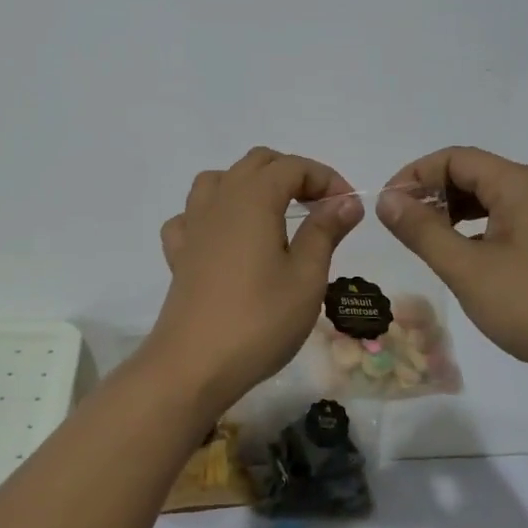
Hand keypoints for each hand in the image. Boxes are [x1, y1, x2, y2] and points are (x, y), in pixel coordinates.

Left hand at [145, 148, 363, 413]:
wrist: (193, 364)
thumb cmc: (259, 320)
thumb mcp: (306, 277)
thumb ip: (325, 231)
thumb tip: (345, 201)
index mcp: (254, 198)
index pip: (293, 166)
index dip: (325, 178)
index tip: (348, 208)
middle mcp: (220, 200)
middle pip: (257, 163)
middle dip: (292, 175)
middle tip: (319, 208)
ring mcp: (193, 224)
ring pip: (219, 180)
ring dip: (250, 185)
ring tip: (273, 215)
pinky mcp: (179, 253)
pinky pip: (192, 216)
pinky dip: (213, 216)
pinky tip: (226, 239)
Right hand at [376, 147, 527, 395]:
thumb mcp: (468, 269)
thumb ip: (423, 231)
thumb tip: (387, 200)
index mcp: (516, 185)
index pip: (453, 158)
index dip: (414, 176)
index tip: (388, 208)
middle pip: (470, 174)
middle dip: (431, 194)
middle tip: (402, 227)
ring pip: (487, 200)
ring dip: (451, 214)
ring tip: (426, 243)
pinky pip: (504, 223)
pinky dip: (475, 232)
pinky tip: (462, 261)